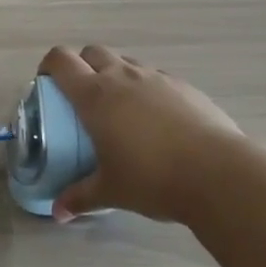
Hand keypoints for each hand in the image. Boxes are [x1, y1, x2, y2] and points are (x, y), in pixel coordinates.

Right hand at [39, 44, 248, 223]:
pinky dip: (147, 89)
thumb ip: (81, 197)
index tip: (47, 83)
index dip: (49, 65)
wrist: (218, 173)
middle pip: (92, 52)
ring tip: (121, 109)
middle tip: (82, 97)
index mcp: (95, 95)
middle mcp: (122, 77)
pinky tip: (157, 122)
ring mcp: (156, 78)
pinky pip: (156, 78)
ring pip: (126, 63)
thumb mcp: (110, 191)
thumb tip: (59, 214)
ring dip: (115, 75)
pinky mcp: (184, 86)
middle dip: (82, 66)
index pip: (61, 60)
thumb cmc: (152, 178)